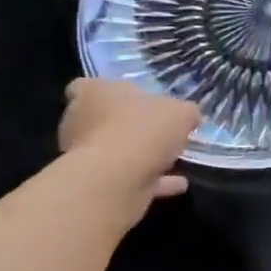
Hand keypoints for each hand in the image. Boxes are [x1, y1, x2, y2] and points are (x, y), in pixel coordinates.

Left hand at [57, 79, 198, 221]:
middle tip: (157, 130)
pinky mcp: (95, 183)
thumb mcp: (180, 112)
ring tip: (172, 159)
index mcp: (94, 93)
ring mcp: (84, 155)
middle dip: (126, 126)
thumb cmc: (142, 130)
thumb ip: (185, 112)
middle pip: (101, 120)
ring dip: (140, 155)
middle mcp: (81, 121)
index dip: (109, 93)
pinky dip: (151, 180)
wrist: (115, 180)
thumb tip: (189, 116)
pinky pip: (128, 178)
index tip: (133, 102)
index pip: (87, 86)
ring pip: (114, 151)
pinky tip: (178, 184)